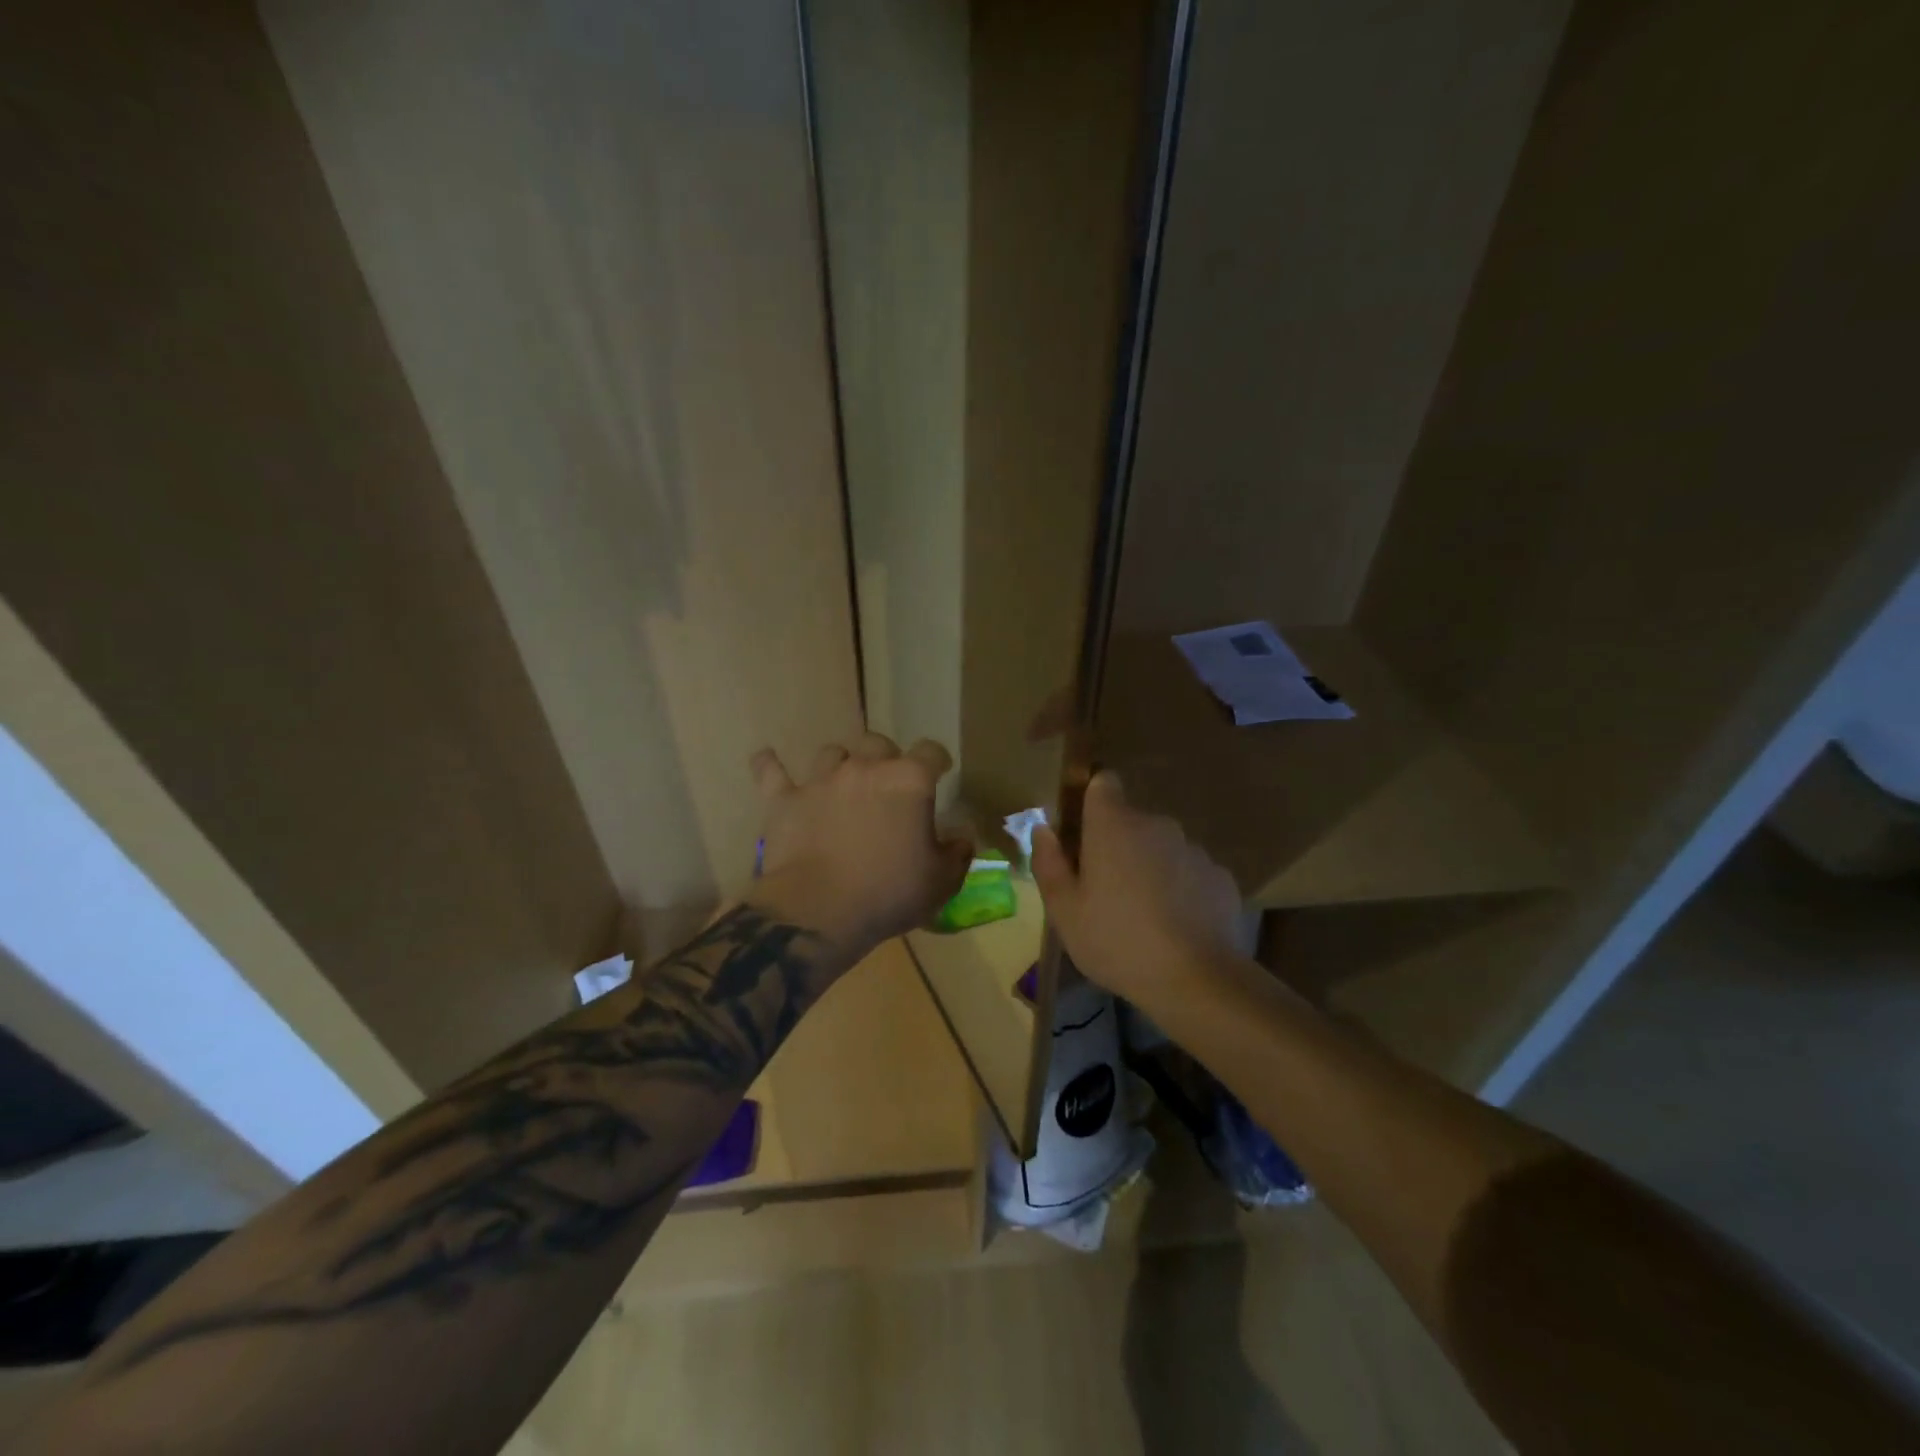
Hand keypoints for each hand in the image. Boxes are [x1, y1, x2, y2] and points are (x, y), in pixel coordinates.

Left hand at [745, 733, 972, 960]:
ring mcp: (820, 780)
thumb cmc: (888, 894)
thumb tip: (963, 835)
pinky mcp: (784, 799)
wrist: (818, 911)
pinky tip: (767, 759)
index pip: (931, 751)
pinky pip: (771, 771)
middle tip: (889, 785)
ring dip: (841, 764)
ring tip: (843, 783)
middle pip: (878, 743)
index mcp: (909, 781)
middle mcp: (865, 768)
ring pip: (832, 753)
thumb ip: (957, 852)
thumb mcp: (941, 881)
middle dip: (887, 758)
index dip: (937, 760)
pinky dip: (770, 764)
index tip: (940, 772)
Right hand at [1031, 771, 1242, 1013]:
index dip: (1092, 800)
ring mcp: (1193, 849)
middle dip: (1117, 845)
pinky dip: (1180, 888)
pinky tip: (1176, 925)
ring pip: (1161, 847)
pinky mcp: (1220, 876)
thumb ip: (1049, 863)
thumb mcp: (1064, 910)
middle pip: (1131, 821)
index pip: (1103, 782)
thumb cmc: (1116, 941)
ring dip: (1150, 866)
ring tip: (1143, 914)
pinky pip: (1189, 872)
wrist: (1196, 980)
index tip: (1083, 832)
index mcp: (1113, 825)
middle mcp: (1157, 824)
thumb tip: (1043, 830)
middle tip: (1105, 890)